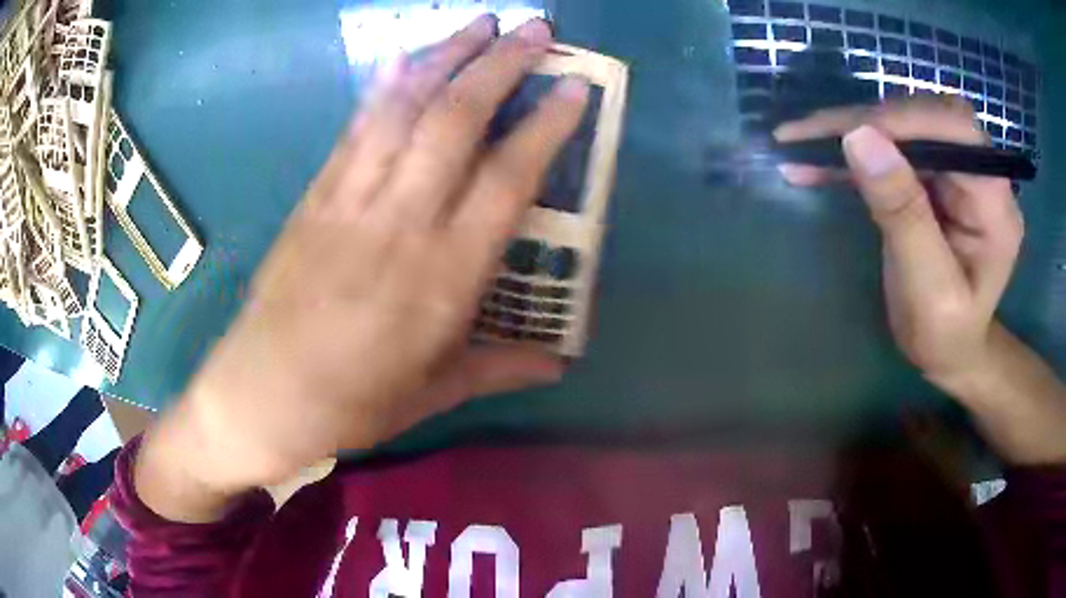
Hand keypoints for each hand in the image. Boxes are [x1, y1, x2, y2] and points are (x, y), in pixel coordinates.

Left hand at [137, 15, 589, 516]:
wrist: (263, 393)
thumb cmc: (355, 402)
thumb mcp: (435, 394)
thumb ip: (501, 368)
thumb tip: (560, 365)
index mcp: (444, 277)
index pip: (508, 179)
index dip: (546, 125)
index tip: (574, 86)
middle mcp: (401, 222)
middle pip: (457, 121)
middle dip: (502, 65)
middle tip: (536, 30)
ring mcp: (351, 199)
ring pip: (404, 108)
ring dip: (446, 56)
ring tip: (480, 22)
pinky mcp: (315, 195)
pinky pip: (355, 127)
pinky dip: (385, 85)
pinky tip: (406, 56)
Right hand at [774, 97, 1024, 389]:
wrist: (951, 350)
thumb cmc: (945, 335)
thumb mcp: (927, 289)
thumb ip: (903, 214)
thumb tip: (859, 138)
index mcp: (994, 203)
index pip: (955, 129)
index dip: (903, 120)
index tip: (846, 134)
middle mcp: (980, 172)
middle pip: (925, 117)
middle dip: (867, 120)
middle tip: (808, 137)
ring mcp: (956, 169)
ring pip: (904, 124)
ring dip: (852, 130)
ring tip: (801, 145)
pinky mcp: (935, 173)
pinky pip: (893, 146)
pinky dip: (853, 149)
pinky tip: (817, 160)